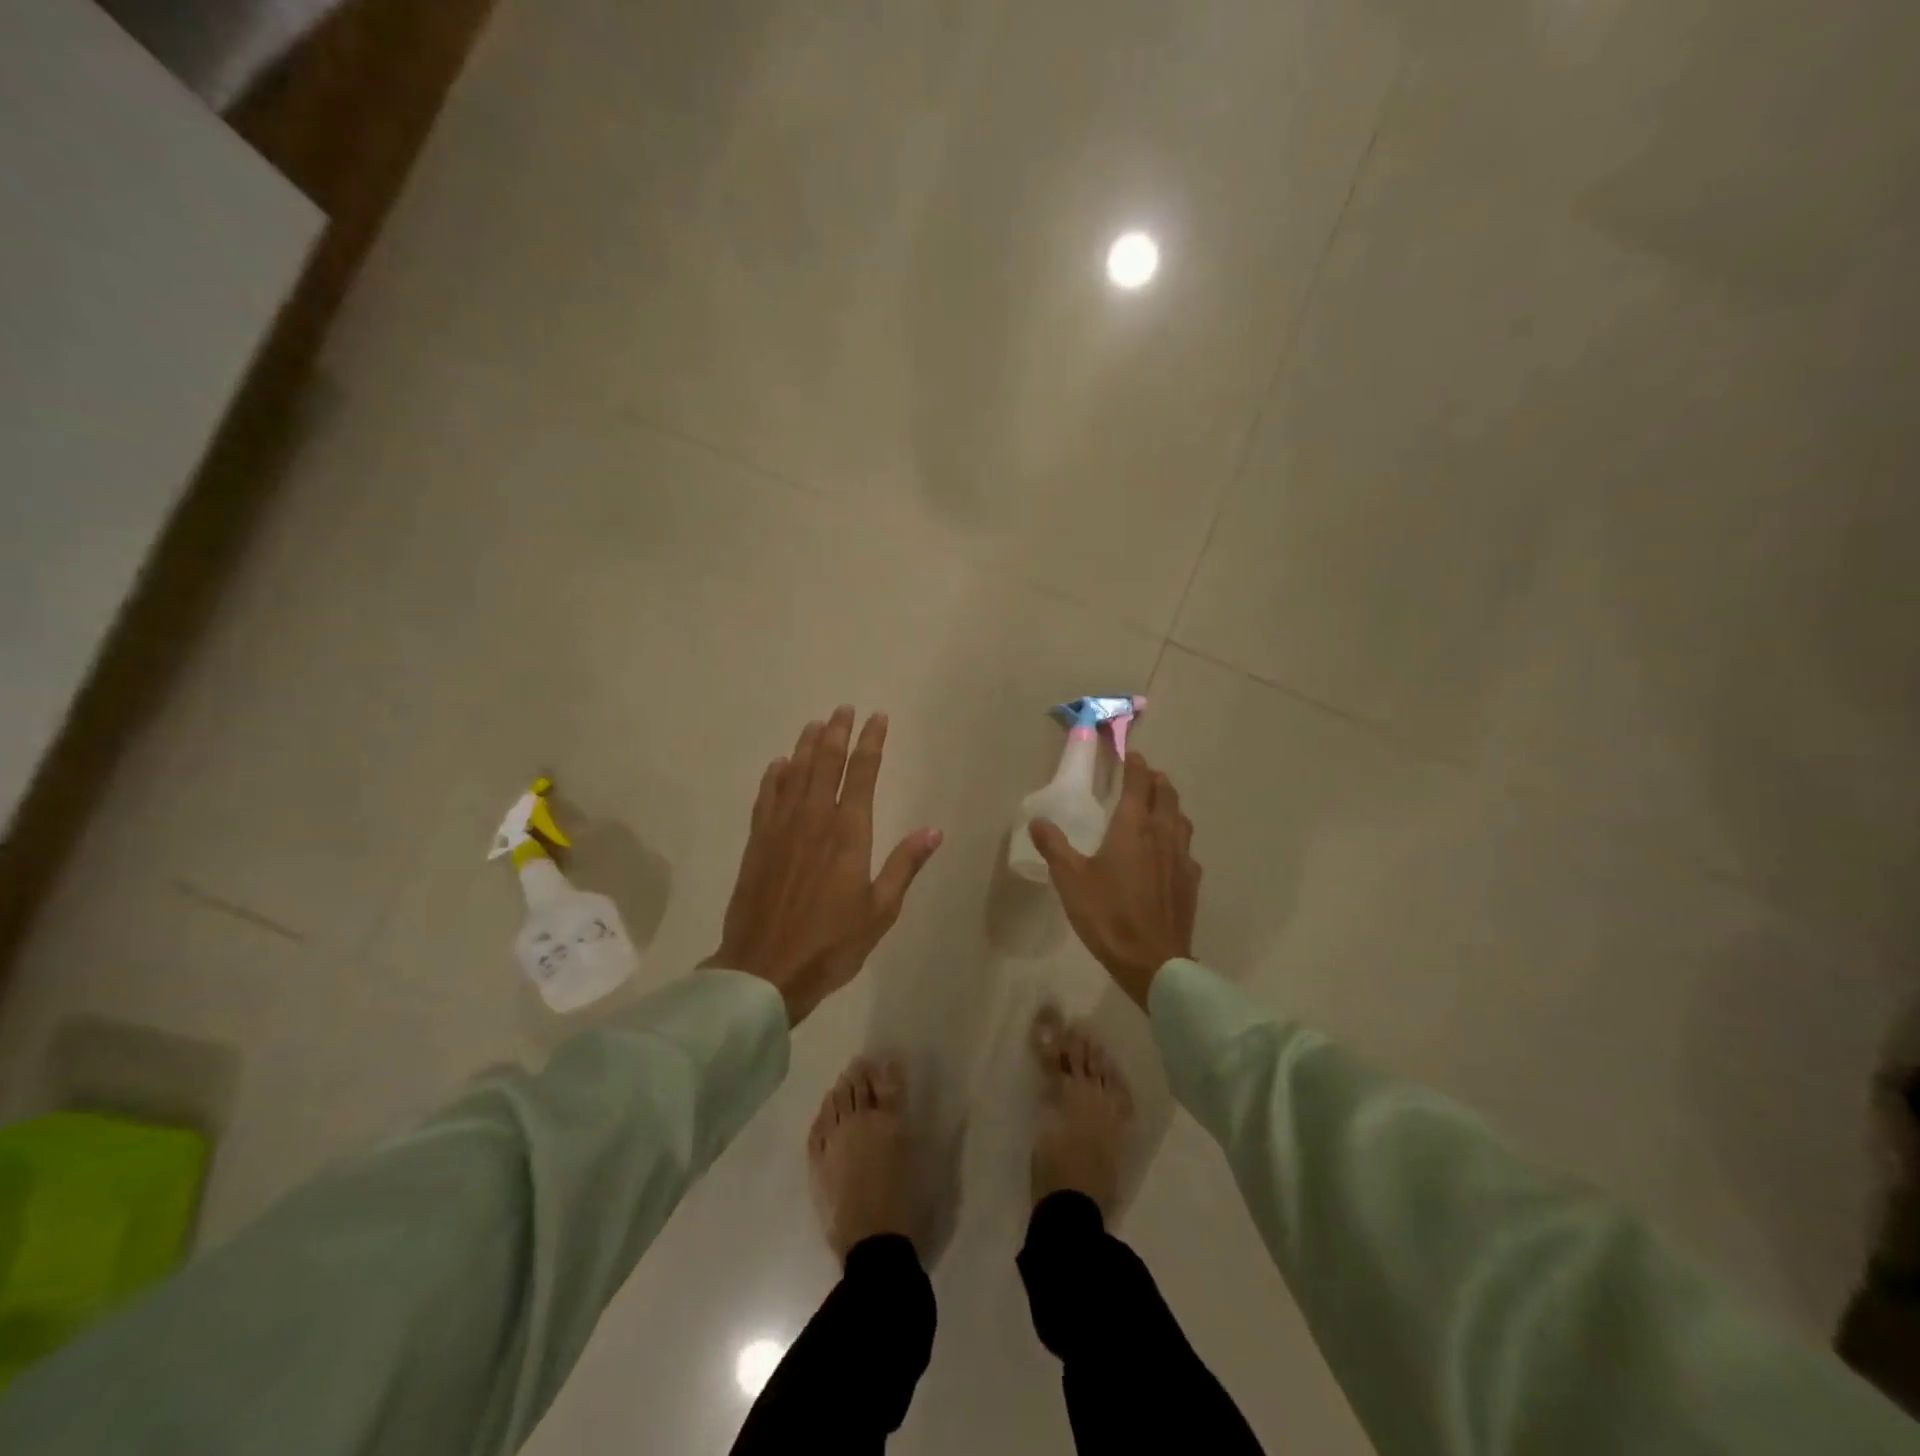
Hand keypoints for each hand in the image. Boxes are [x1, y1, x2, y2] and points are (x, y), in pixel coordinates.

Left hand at [705, 707, 941, 1024]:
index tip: (877, 717)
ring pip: (794, 774)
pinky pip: (766, 798)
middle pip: (825, 763)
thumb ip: (905, 865)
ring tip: (816, 724)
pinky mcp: (757, 843)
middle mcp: (813, 820)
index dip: (870, 742)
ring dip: (806, 745)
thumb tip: (934, 831)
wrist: (764, 970)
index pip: (861, 774)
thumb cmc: (832, 944)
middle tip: (844, 708)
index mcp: (848, 833)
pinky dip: (774, 776)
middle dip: (837, 732)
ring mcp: (781, 829)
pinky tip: (779, 764)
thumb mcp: (880, 910)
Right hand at [1031, 752, 1199, 1008]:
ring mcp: (1182, 858)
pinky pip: (1187, 848)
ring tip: (1159, 806)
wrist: (1152, 960)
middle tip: (1145, 775)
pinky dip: (1177, 838)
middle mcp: (1162, 834)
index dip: (1135, 766)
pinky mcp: (1191, 881)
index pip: (1138, 784)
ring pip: (1181, 819)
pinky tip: (1170, 852)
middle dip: (1156, 780)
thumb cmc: (1108, 914)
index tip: (1131, 755)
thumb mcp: (1070, 879)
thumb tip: (1038, 820)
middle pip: (1166, 795)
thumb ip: (1054, 846)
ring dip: (1170, 805)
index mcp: (1132, 827)